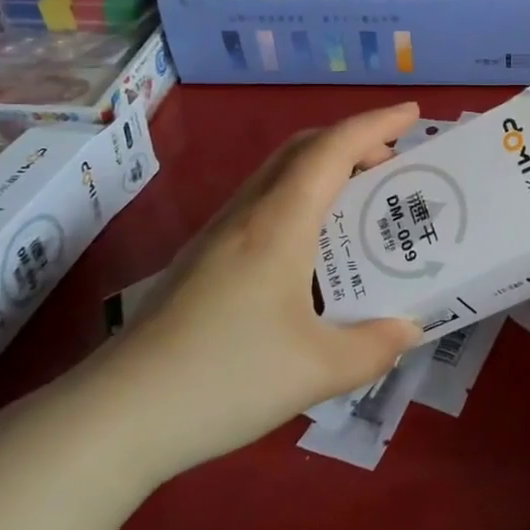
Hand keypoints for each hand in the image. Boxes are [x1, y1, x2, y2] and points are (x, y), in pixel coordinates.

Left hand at [74, 103, 423, 482]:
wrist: (116, 416)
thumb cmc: (225, 378)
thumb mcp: (318, 371)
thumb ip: (375, 347)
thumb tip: (408, 330)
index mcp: (279, 223)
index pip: (333, 149)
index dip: (376, 124)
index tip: (413, 113)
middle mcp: (247, 215)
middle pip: (302, 150)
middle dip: (353, 142)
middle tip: (393, 163)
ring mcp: (217, 235)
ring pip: (278, 175)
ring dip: (324, 170)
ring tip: (361, 202)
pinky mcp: (202, 261)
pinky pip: (262, 205)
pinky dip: (300, 200)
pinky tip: (312, 250)